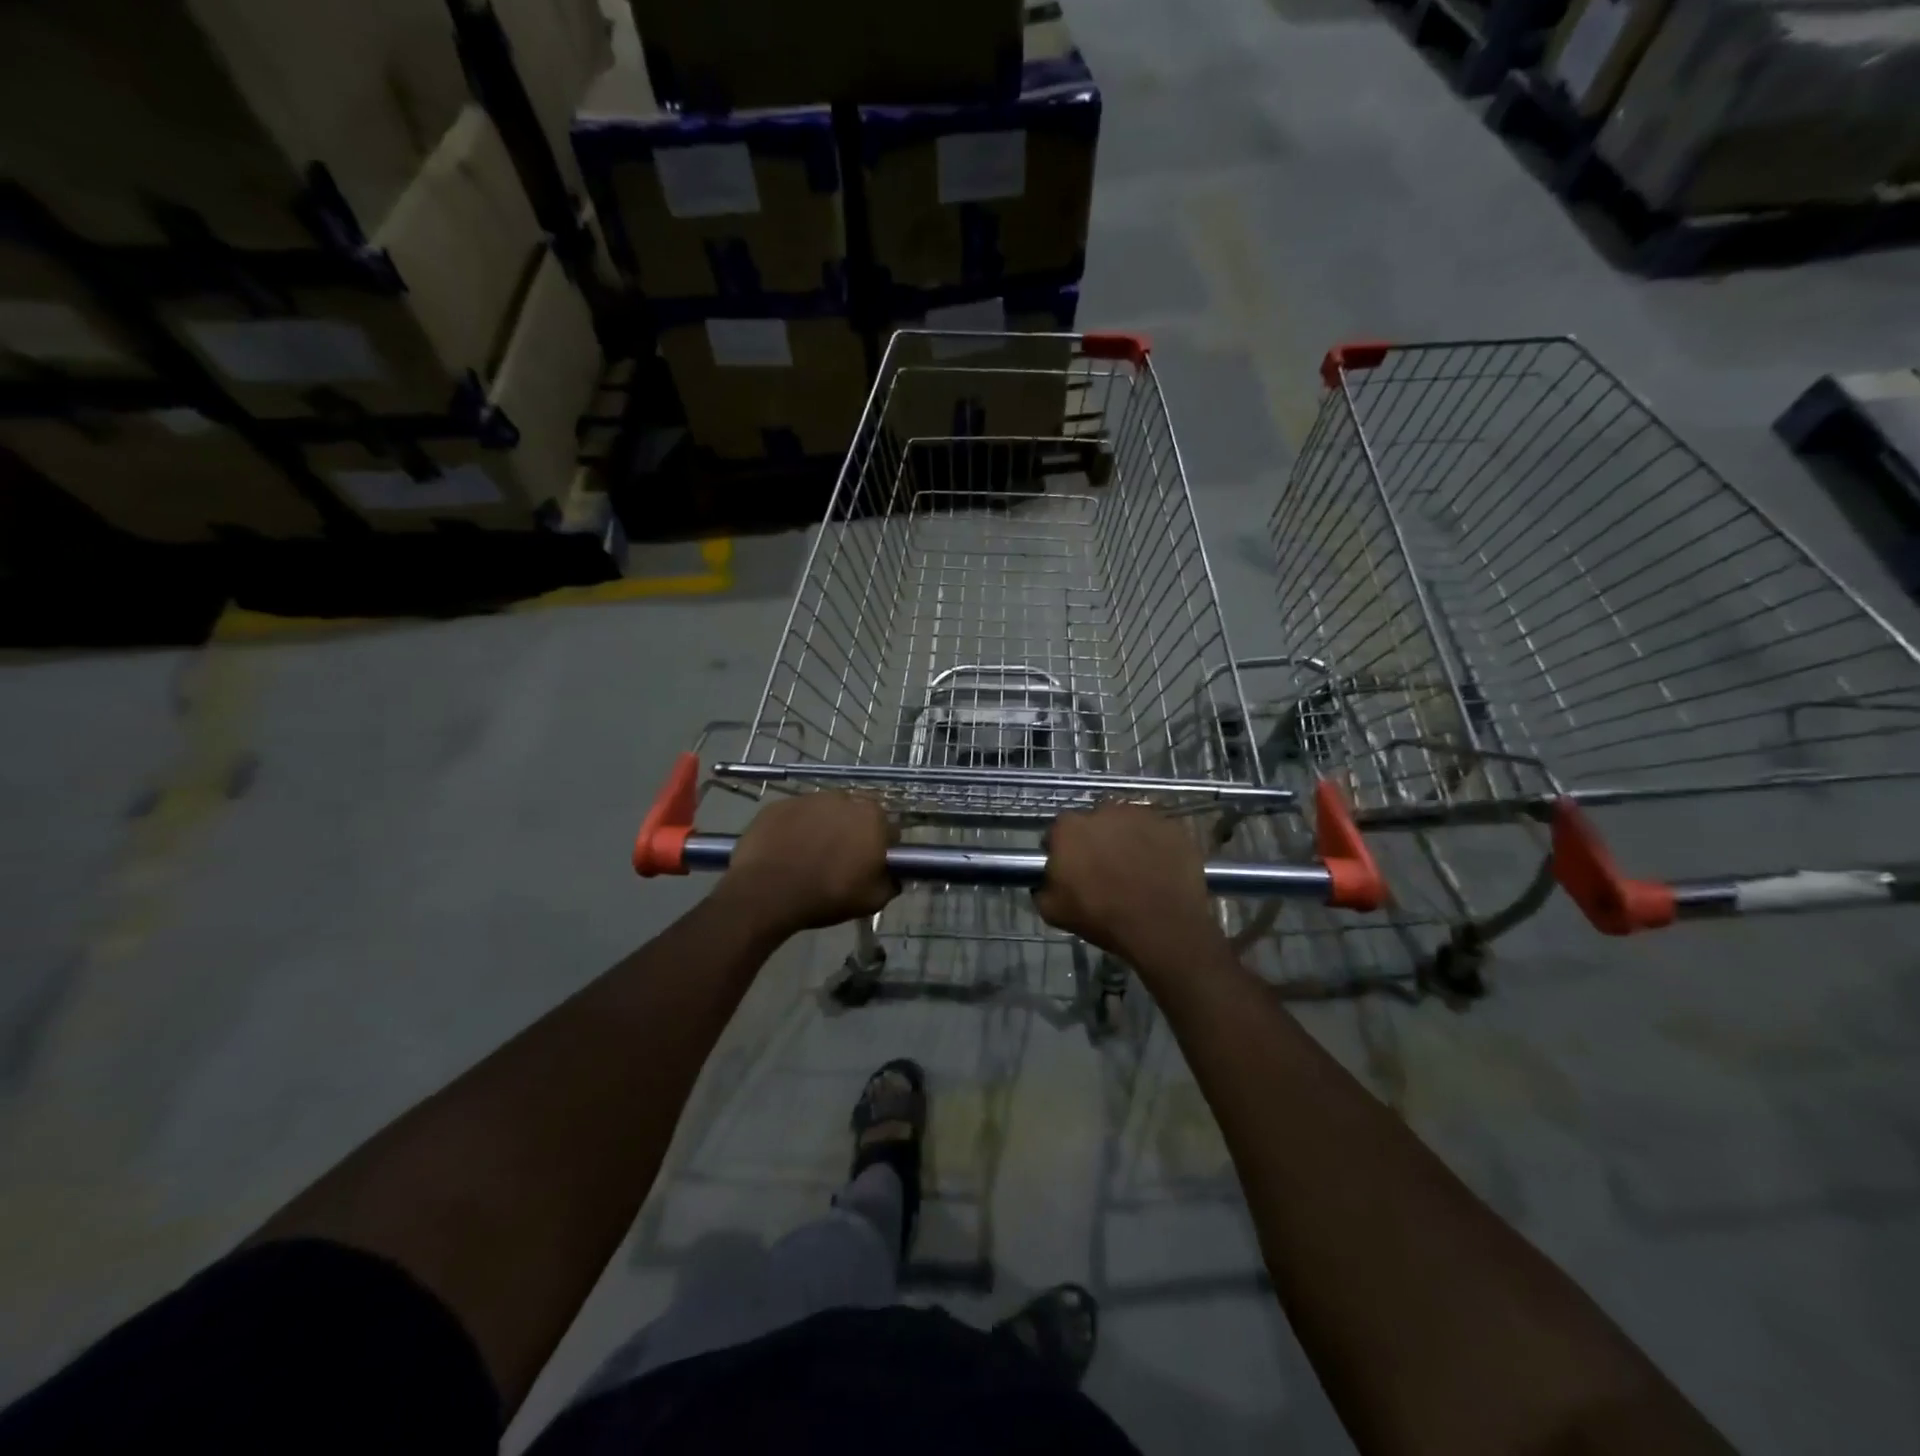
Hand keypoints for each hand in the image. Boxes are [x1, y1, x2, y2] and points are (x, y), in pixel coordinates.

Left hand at [721, 793, 897, 934]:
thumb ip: (891, 882)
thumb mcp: (873, 900)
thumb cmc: (827, 895)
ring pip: (825, 811)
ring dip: (824, 826)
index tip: (870, 865)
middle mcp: (844, 798)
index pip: (888, 829)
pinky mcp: (779, 804)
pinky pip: (796, 814)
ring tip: (810, 854)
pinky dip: (795, 827)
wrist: (766, 892)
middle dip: (853, 832)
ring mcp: (808, 798)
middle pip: (856, 814)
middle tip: (841, 859)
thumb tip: (894, 875)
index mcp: (872, 818)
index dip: (881, 848)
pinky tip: (787, 850)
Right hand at [1033, 803, 1219, 968]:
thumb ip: (1042, 888)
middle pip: (1094, 823)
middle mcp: (1103, 810)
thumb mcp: (1054, 912)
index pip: (1058, 832)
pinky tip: (1160, 867)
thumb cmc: (1103, 917)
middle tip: (1105, 870)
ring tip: (1136, 868)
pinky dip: (1156, 844)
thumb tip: (1045, 881)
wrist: (1162, 926)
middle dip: (1096, 841)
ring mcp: (1141, 814)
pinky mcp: (1171, 824)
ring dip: (1126, 839)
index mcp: (1070, 828)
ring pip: (1127, 823)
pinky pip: (1157, 831)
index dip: (1064, 851)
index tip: (1071, 870)